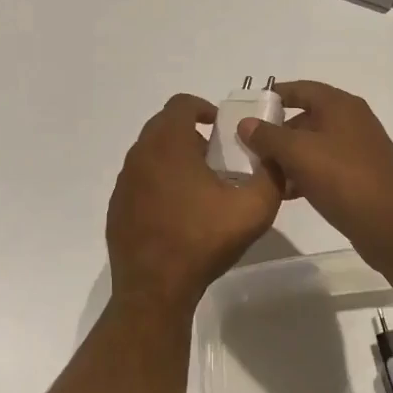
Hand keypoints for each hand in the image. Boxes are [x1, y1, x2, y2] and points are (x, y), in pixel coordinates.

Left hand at [106, 94, 281, 309]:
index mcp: (168, 144)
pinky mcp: (117, 206)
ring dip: (174, 157)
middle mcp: (140, 155)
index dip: (203, 108)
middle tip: (214, 156)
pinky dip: (158, 181)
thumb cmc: (202, 241)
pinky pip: (140, 179)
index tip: (220, 127)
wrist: (155, 289)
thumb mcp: (253, 209)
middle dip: (190, 132)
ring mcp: (124, 181)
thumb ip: (271, 176)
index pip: (181, 104)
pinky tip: (177, 210)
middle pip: (163, 125)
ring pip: (150, 152)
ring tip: (199, 184)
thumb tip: (275, 158)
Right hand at [236, 80, 392, 252]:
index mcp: (340, 106)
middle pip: (306, 118)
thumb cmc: (343, 178)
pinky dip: (304, 174)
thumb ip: (268, 136)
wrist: (392, 225)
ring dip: (288, 157)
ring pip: (313, 146)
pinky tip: (286, 193)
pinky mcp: (360, 176)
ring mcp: (358, 150)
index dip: (274, 95)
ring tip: (262, 174)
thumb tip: (246, 123)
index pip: (301, 89)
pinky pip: (324, 167)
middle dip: (276, 133)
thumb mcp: (298, 153)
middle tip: (250, 148)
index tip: (248, 108)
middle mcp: (352, 121)